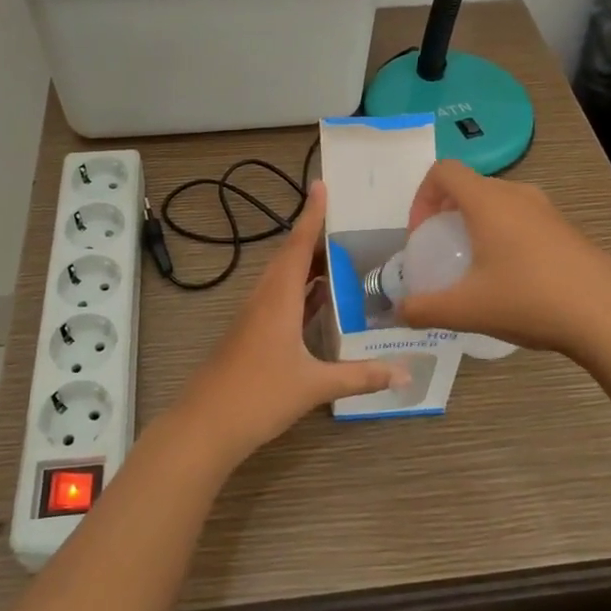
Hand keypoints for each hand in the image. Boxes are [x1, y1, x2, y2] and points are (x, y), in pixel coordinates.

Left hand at [169, 182, 404, 473]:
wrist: (205, 425)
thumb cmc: (259, 396)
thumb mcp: (314, 385)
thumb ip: (360, 376)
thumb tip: (405, 374)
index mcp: (278, 298)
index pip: (298, 245)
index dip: (311, 215)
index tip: (320, 185)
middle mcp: (264, 298)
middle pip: (289, 256)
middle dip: (315, 236)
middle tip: (345, 222)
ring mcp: (254, 317)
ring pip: (282, 278)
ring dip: (307, 264)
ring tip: (339, 255)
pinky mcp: (250, 334)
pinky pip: (279, 299)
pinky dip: (300, 291)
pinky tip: (318, 301)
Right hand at [398, 160, 610, 360]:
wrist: (609, 316)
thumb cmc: (530, 300)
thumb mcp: (467, 310)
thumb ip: (424, 309)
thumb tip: (399, 313)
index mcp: (487, 201)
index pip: (443, 171)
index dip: (422, 196)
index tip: (421, 234)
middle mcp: (517, 195)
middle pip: (470, 187)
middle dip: (447, 213)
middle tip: (442, 251)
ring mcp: (547, 211)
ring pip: (499, 203)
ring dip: (477, 225)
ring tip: (475, 267)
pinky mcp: (568, 230)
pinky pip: (523, 220)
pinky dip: (505, 237)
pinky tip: (512, 281)